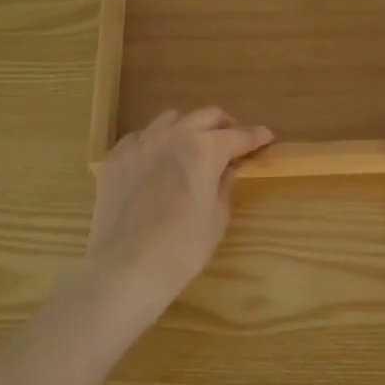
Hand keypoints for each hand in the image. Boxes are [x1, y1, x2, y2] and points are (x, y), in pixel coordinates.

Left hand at [85, 107, 273, 318]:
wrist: (126, 268)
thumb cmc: (182, 249)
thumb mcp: (217, 217)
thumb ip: (225, 183)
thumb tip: (228, 167)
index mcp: (205, 149)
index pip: (240, 135)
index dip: (257, 136)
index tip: (267, 137)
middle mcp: (174, 135)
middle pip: (207, 116)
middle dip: (225, 126)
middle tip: (234, 142)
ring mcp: (141, 143)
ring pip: (171, 119)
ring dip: (189, 128)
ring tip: (193, 148)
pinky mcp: (117, 157)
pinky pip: (141, 137)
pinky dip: (156, 142)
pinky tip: (157, 161)